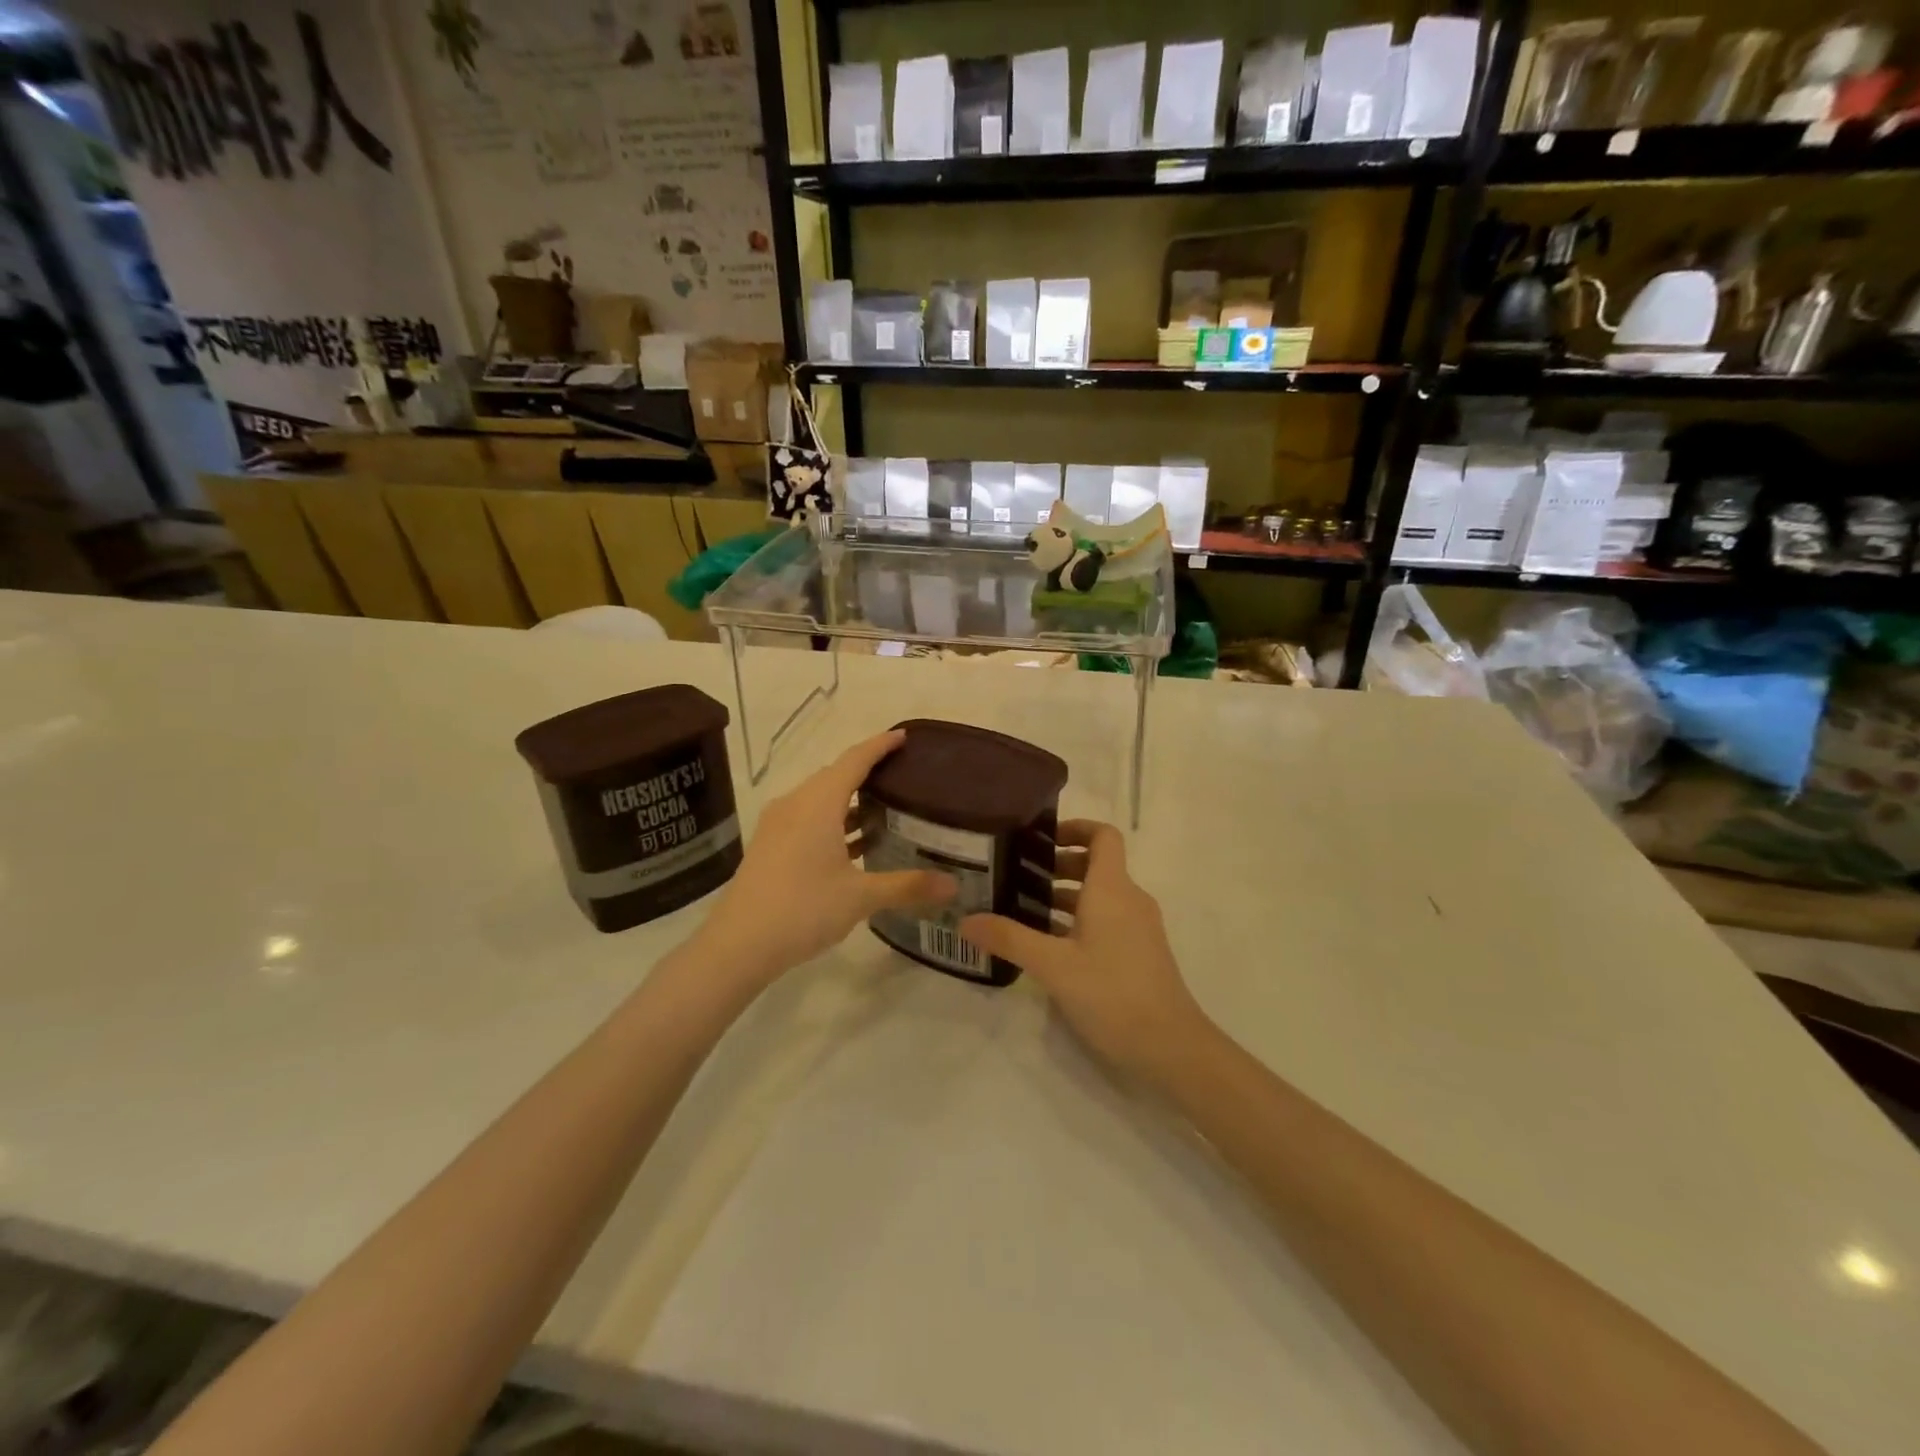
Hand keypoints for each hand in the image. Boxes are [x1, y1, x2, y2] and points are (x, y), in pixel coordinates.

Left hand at [696, 730, 955, 985]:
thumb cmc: (802, 909)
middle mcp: (795, 804)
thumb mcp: (861, 896)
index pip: (854, 760)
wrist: (738, 944)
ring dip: (849, 802)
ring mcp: (778, 826)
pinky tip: (853, 846)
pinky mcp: (770, 846)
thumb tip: (953, 885)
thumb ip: (908, 886)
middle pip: (835, 776)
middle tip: (902, 777)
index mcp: (818, 803)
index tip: (903, 737)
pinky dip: (833, 822)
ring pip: (820, 800)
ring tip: (885, 810)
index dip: (880, 745)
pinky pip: (808, 819)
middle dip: (867, 772)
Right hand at [960, 820, 1211, 1085]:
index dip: (1074, 827)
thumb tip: (965, 920)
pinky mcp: (1138, 952)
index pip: (1103, 835)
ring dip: (1064, 896)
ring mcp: (1138, 927)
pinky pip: (1105, 920)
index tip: (1039, 838)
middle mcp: (1129, 899)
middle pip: (1095, 864)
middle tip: (1016, 876)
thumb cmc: (1112, 994)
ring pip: (1098, 896)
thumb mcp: (1053, 966)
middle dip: (1057, 865)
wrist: (1171, 1048)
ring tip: (1021, 909)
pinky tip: (1047, 945)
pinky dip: (1077, 920)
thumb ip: (1009, 939)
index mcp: (1112, 889)